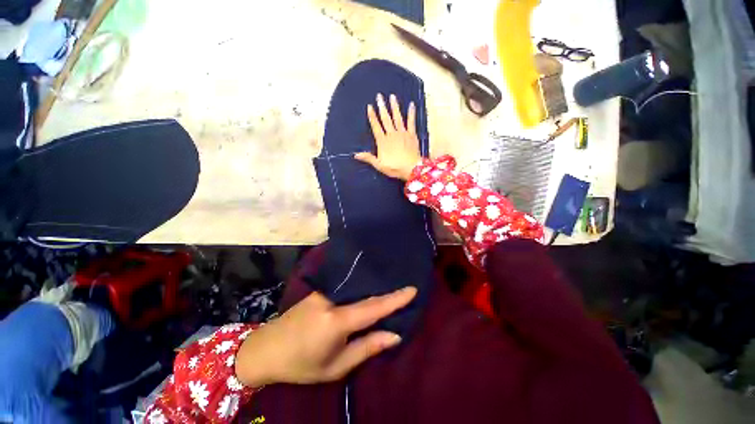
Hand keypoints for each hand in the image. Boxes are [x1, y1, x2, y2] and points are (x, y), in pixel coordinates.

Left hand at [235, 286, 416, 386]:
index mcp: (337, 320)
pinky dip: (360, 287)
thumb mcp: (336, 366)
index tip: (412, 289)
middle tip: (406, 283)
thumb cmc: (302, 364)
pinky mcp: (321, 290)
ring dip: (374, 286)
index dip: (395, 299)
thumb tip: (394, 335)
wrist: (267, 348)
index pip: (373, 307)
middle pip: (366, 293)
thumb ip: (367, 347)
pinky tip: (368, 287)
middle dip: (387, 289)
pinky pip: (346, 287)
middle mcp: (332, 299)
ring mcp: (325, 291)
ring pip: (356, 287)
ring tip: (392, 282)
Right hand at [355, 93, 422, 180]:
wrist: (411, 169)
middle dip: (382, 107)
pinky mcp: (411, 135)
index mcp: (383, 141)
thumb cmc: (395, 168)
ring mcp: (402, 133)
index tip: (370, 107)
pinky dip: (411, 113)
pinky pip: (411, 122)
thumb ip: (368, 158)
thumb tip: (356, 155)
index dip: (372, 116)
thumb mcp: (379, 165)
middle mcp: (392, 134)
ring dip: (394, 107)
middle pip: (386, 119)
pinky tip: (411, 105)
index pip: (376, 126)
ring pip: (397, 117)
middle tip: (379, 96)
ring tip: (392, 96)